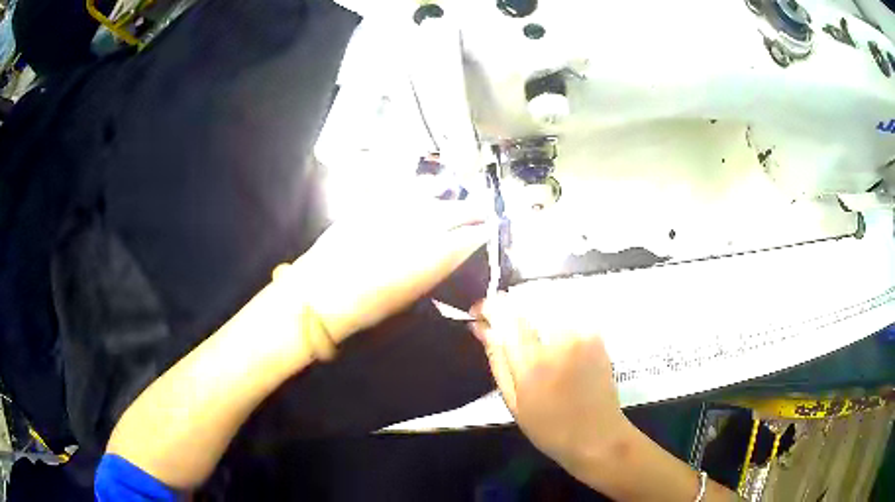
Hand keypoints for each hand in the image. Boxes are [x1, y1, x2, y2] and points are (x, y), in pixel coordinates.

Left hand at [296, 196, 491, 341]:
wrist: (323, 293)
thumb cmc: (368, 306)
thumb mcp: (410, 294)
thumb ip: (433, 269)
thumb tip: (448, 254)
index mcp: (431, 257)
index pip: (467, 238)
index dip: (481, 232)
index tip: (490, 228)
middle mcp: (419, 228)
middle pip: (454, 212)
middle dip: (472, 210)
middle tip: (483, 209)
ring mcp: (394, 211)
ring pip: (431, 196)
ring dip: (448, 196)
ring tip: (457, 193)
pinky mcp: (373, 203)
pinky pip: (402, 189)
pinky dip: (417, 188)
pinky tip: (426, 186)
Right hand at [469, 294, 634, 472]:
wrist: (598, 435)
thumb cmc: (549, 427)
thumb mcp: (513, 401)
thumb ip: (497, 359)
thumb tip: (482, 328)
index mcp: (533, 362)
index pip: (505, 314)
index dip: (489, 306)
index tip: (479, 312)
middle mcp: (560, 339)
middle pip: (527, 302)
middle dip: (511, 310)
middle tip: (503, 328)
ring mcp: (582, 334)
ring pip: (548, 306)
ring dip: (533, 315)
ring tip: (530, 338)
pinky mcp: (597, 334)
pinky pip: (568, 315)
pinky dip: (555, 322)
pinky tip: (554, 344)